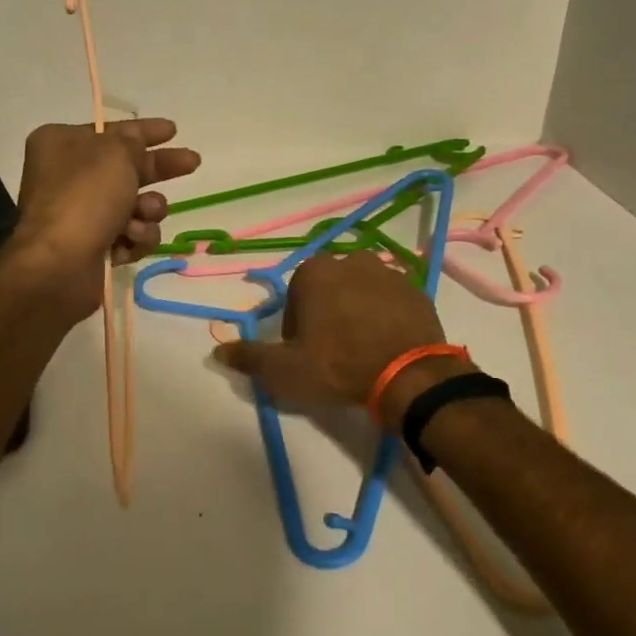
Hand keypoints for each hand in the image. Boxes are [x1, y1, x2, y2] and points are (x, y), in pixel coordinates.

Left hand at [7, 119, 200, 312]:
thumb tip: (135, 144)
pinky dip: (135, 238)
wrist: (60, 264)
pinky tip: (129, 241)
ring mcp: (81, 214)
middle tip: (192, 163)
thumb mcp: (115, 154)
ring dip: (148, 211)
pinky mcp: (93, 246)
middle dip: (159, 170)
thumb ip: (133, 143)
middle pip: (127, 168)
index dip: (144, 130)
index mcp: (62, 145)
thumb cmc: (85, 197)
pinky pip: (130, 235)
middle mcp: (68, 177)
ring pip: (135, 205)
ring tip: (142, 217)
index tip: (173, 130)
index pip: (111, 131)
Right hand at [214, 250, 467, 416]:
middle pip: (328, 290)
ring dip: (356, 312)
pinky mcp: (417, 289)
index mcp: (315, 272)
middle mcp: (351, 261)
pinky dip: (386, 316)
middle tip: (332, 352)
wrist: (409, 374)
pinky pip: (391, 300)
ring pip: (361, 291)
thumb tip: (218, 352)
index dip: (296, 328)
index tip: (305, 352)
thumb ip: (250, 358)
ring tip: (361, 348)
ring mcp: (388, 272)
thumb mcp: (284, 370)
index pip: (295, 297)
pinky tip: (386, 344)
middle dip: (326, 314)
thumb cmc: (338, 366)